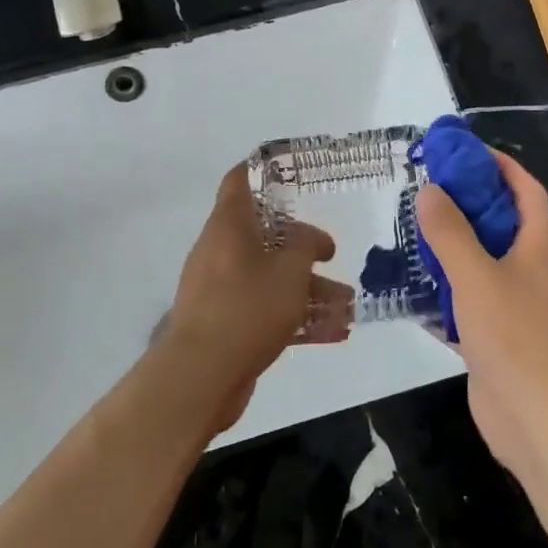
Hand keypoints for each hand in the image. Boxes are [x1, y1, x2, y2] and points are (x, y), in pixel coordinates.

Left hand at [158, 164, 352, 434]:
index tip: (290, 171)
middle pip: (264, 237)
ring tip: (347, 304)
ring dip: (308, 289)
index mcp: (229, 226)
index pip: (240, 182)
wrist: (200, 376)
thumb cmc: (247, 307)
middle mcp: (221, 251)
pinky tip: (335, 332)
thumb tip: (311, 237)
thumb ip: (305, 245)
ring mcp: (220, 290)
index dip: (262, 171)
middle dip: (302, 248)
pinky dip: (296, 317)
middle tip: (332, 255)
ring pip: (270, 278)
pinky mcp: (226, 325)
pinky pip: (266, 311)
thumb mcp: (289, 270)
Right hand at [415, 149, 547, 487]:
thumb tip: (429, 190)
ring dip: (450, 246)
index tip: (464, 152)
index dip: (501, 165)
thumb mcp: (477, 276)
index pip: (525, 190)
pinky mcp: (492, 336)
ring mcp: (511, 305)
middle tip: (424, 190)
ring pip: (478, 262)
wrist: (541, 422)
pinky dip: (442, 291)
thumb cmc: (515, 337)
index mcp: (535, 246)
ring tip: (410, 231)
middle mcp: (526, 270)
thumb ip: (451, 233)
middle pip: (498, 223)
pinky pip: (465, 301)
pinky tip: (411, 288)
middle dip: (466, 203)